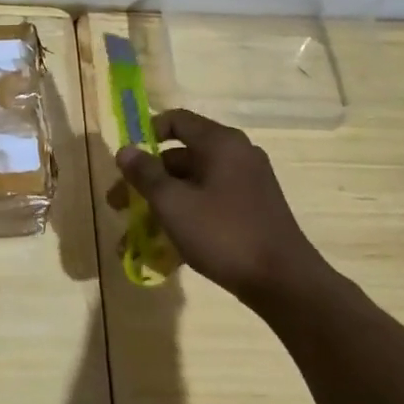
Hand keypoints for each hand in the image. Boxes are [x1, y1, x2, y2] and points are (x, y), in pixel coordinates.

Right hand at [114, 109, 335, 306]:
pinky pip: (209, 203)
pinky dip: (185, 217)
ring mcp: (247, 184)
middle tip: (118, 205)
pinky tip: (165, 249)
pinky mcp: (252, 210)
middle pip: (180, 157)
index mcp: (220, 143)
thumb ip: (145, 174)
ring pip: (192, 184)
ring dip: (161, 204)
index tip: (126, 159)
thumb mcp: (173, 203)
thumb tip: (124, 150)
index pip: (177, 120)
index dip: (146, 133)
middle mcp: (236, 155)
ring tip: (135, 236)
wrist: (285, 282)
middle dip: (146, 180)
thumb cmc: (223, 233)